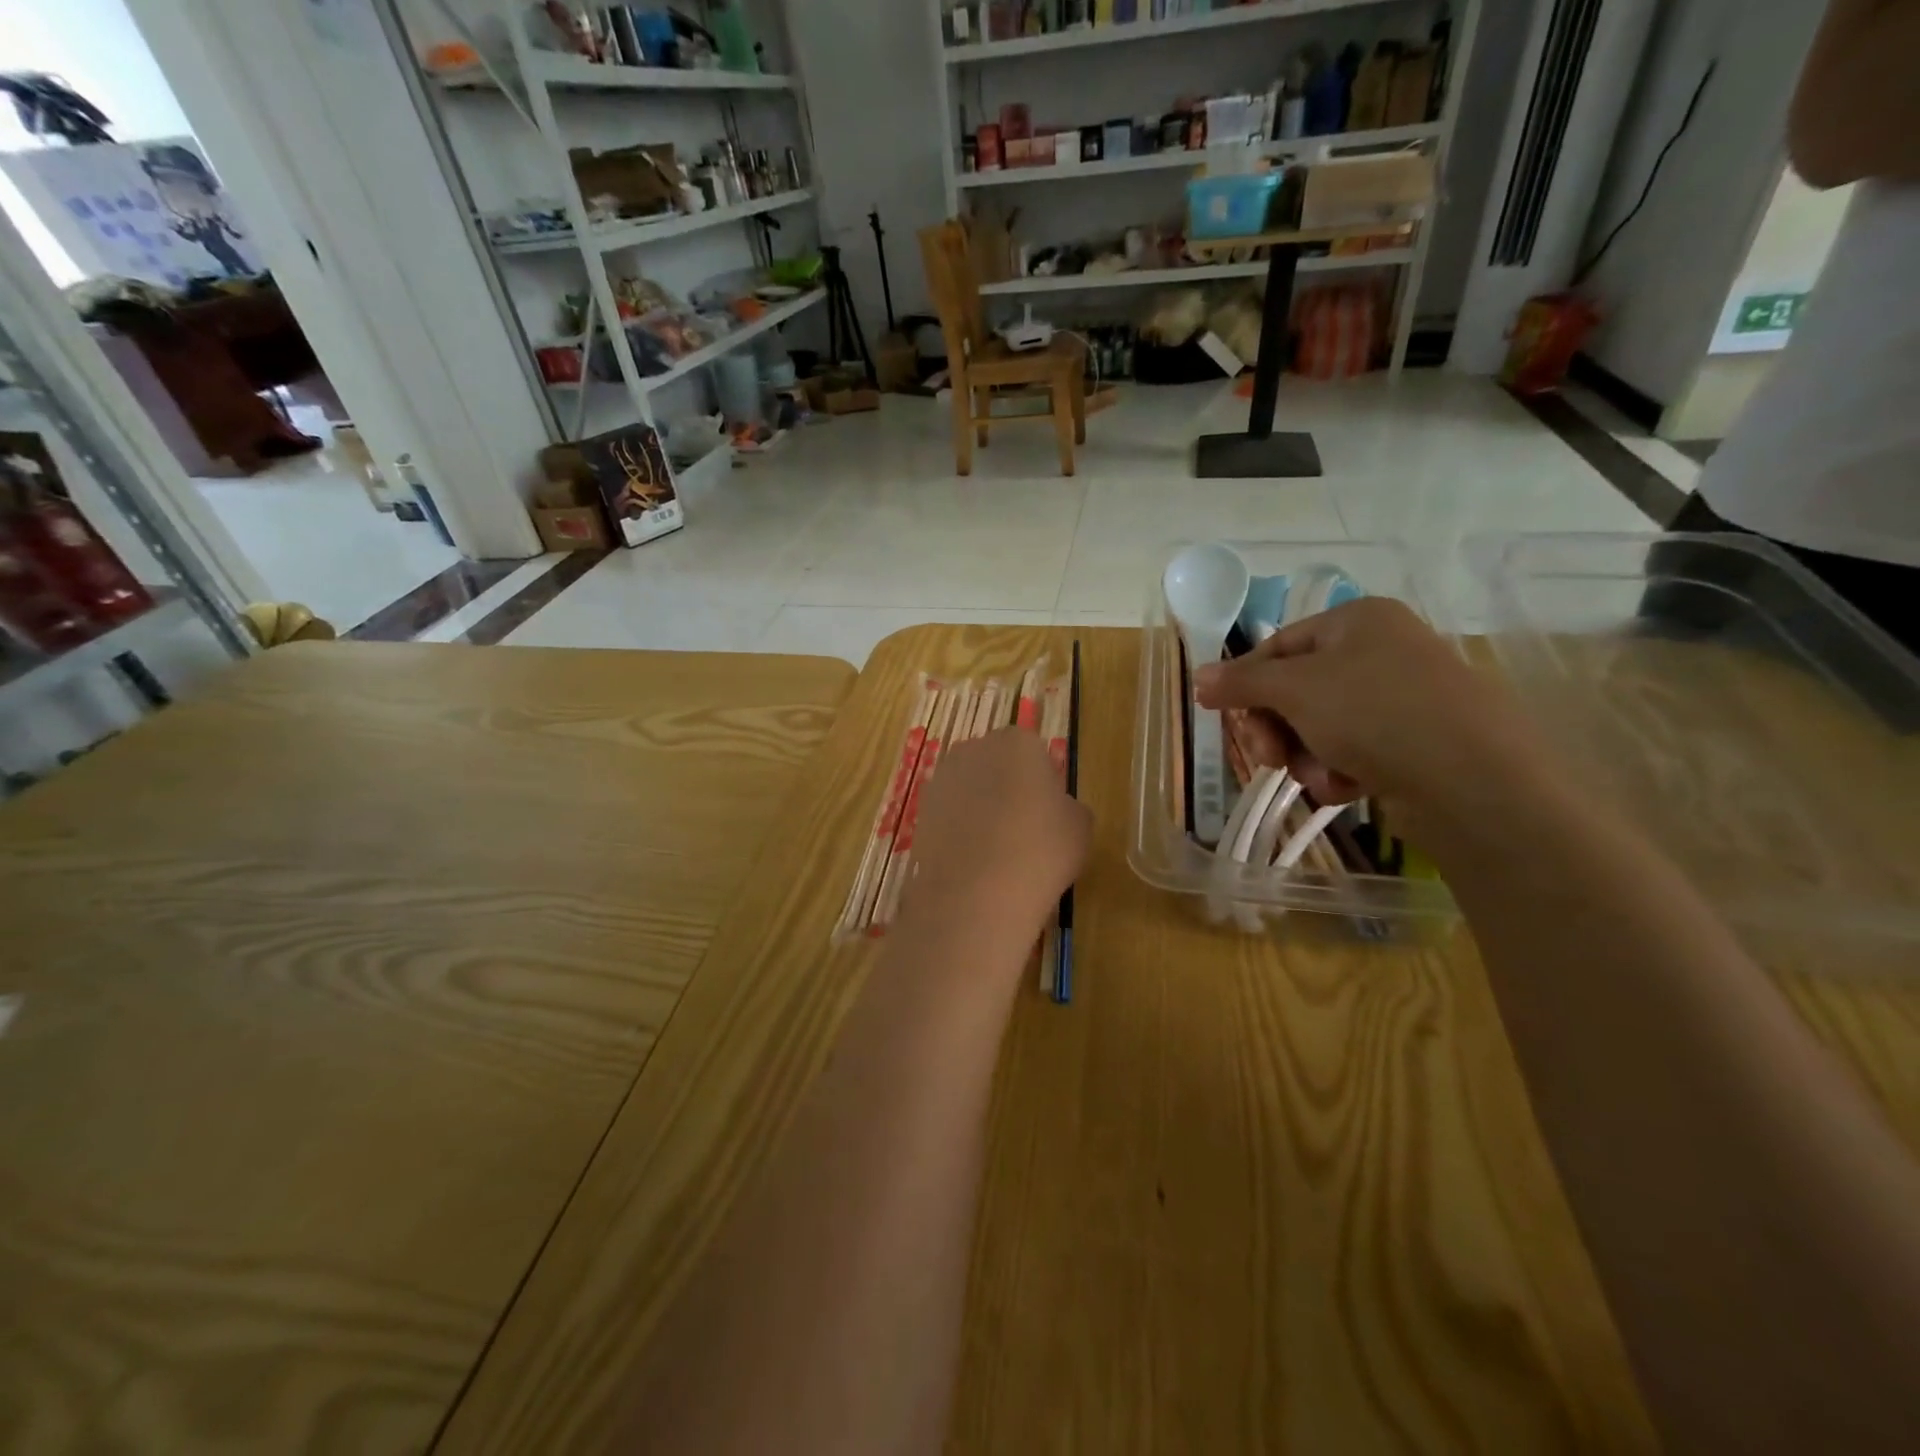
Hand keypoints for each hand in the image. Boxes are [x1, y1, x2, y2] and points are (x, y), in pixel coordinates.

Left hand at [902, 729, 1091, 942]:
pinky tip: (974, 862)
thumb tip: (1056, 809)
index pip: (1034, 751)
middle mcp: (973, 749)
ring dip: (981, 809)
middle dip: (1008, 788)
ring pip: (970, 789)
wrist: (975, 894)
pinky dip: (961, 831)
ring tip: (998, 851)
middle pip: (997, 764)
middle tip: (1025, 829)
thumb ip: (1068, 806)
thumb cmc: (1040, 850)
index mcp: (1017, 742)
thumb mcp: (1080, 826)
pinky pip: (951, 815)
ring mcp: (941, 780)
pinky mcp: (921, 811)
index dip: (1043, 782)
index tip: (1049, 812)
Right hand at [1192, 598, 1555, 831]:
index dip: (1245, 683)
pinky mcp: (1413, 741)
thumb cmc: (1374, 713)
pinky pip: (1352, 750)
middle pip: (1295, 690)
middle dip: (1276, 729)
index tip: (1222, 717)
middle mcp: (1380, 650)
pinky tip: (1346, 787)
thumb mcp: (1294, 690)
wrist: (1473, 780)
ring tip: (1319, 775)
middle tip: (1270, 757)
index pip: (1276, 647)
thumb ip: (1240, 682)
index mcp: (1356, 620)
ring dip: (1305, 756)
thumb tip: (1198, 677)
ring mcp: (1399, 697)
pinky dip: (1338, 771)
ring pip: (1319, 727)